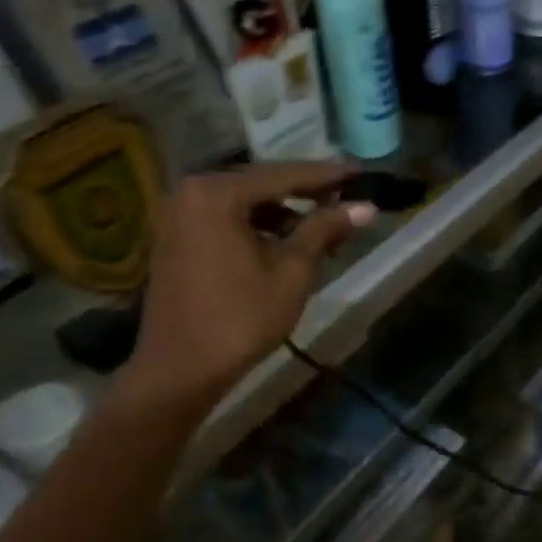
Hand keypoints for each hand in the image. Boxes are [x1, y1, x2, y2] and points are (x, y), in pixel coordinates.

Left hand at [119, 163, 374, 415]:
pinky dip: (257, 227)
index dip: (327, 176)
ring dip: (282, 213)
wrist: (183, 367)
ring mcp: (178, 216)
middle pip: (260, 185)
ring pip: (243, 204)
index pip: (283, 174)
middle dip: (304, 195)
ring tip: (322, 229)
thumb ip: (324, 230)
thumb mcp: (292, 271)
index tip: (360, 175)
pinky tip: (284, 244)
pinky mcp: (176, 240)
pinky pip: (225, 220)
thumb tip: (365, 207)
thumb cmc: (242, 317)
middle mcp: (190, 192)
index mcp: (216, 192)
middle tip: (345, 200)